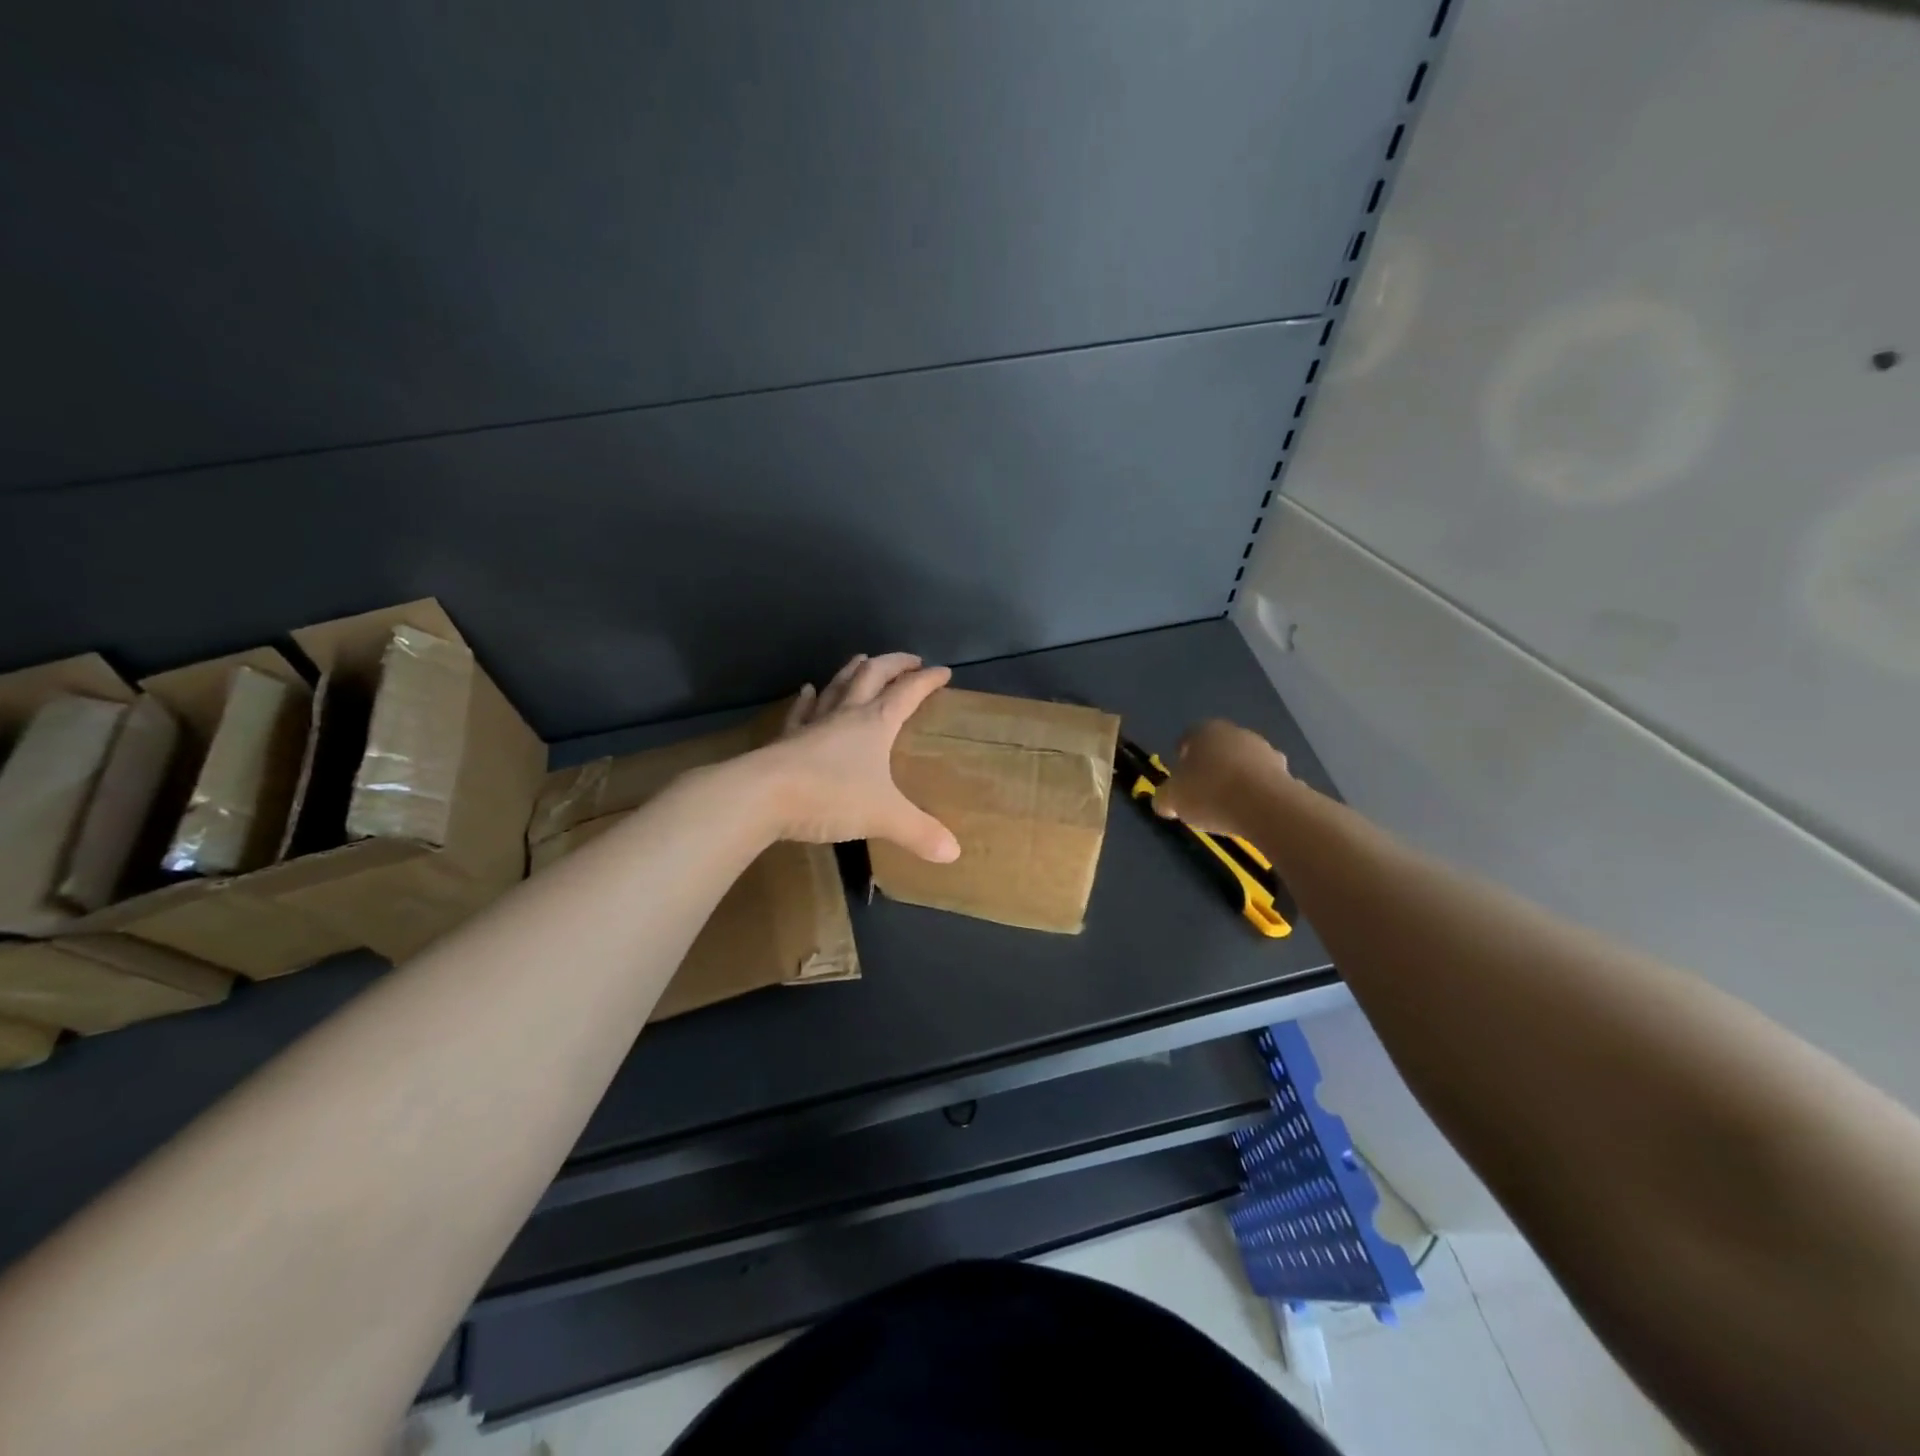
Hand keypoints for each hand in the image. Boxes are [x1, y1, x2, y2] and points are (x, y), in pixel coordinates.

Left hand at [752, 652, 961, 862]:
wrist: (762, 796)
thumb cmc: (830, 796)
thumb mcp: (883, 816)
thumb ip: (919, 832)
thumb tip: (954, 853)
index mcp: (875, 723)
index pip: (907, 692)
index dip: (927, 680)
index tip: (943, 672)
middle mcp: (846, 715)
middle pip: (872, 676)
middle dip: (893, 664)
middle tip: (910, 661)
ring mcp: (813, 724)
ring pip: (837, 686)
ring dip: (853, 670)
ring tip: (863, 660)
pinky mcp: (787, 739)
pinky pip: (801, 712)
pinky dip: (807, 699)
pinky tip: (807, 690)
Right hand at [1151, 719, 1290, 841]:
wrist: (1266, 807)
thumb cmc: (1210, 793)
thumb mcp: (1173, 799)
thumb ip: (1164, 798)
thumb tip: (1164, 802)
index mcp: (1206, 731)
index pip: (1188, 737)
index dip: (1182, 756)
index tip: (1180, 777)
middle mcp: (1237, 733)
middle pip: (1219, 749)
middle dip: (1211, 766)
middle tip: (1202, 792)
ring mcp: (1266, 751)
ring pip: (1244, 763)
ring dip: (1236, 778)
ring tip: (1228, 805)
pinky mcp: (1286, 772)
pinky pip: (1264, 781)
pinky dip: (1257, 792)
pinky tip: (1250, 811)